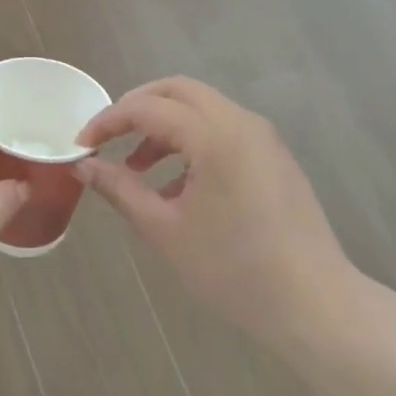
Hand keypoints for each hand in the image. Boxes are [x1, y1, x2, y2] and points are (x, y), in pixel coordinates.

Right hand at [79, 77, 359, 344]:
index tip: (81, 146)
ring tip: (138, 169)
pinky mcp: (274, 156)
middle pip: (177, 91)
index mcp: (214, 136)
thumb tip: (83, 165)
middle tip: (108, 139)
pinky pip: (223, 130)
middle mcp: (241, 122)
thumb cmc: (233, 269)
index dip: (107, 121)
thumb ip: (120, 189)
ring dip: (164, 126)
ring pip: (202, 108)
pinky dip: (191, 141)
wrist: (313, 304)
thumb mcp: (164, 230)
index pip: (147, 107)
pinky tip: (177, 186)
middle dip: (136, 108)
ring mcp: (263, 137)